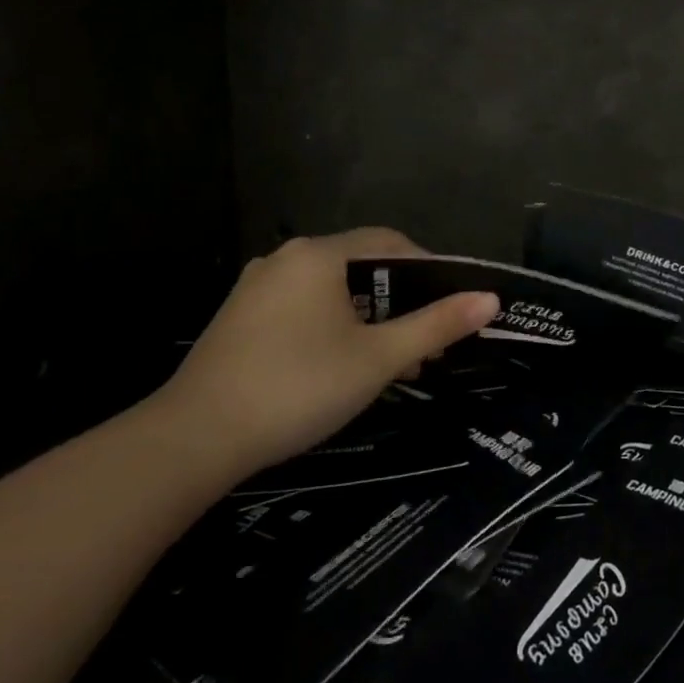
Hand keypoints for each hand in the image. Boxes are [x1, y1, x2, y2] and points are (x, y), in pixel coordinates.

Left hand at [155, 229, 498, 473]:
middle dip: (400, 303)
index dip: (429, 270)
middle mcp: (286, 259)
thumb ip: (436, 325)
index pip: (390, 242)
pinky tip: (344, 367)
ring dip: (370, 320)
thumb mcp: (378, 358)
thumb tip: (491, 299)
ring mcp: (257, 289)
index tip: (452, 307)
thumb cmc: (298, 387)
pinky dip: (335, 327)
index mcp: (319, 255)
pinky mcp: (240, 319)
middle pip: (361, 267)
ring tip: (393, 364)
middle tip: (426, 345)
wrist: (193, 440)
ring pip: (332, 291)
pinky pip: (303, 309)